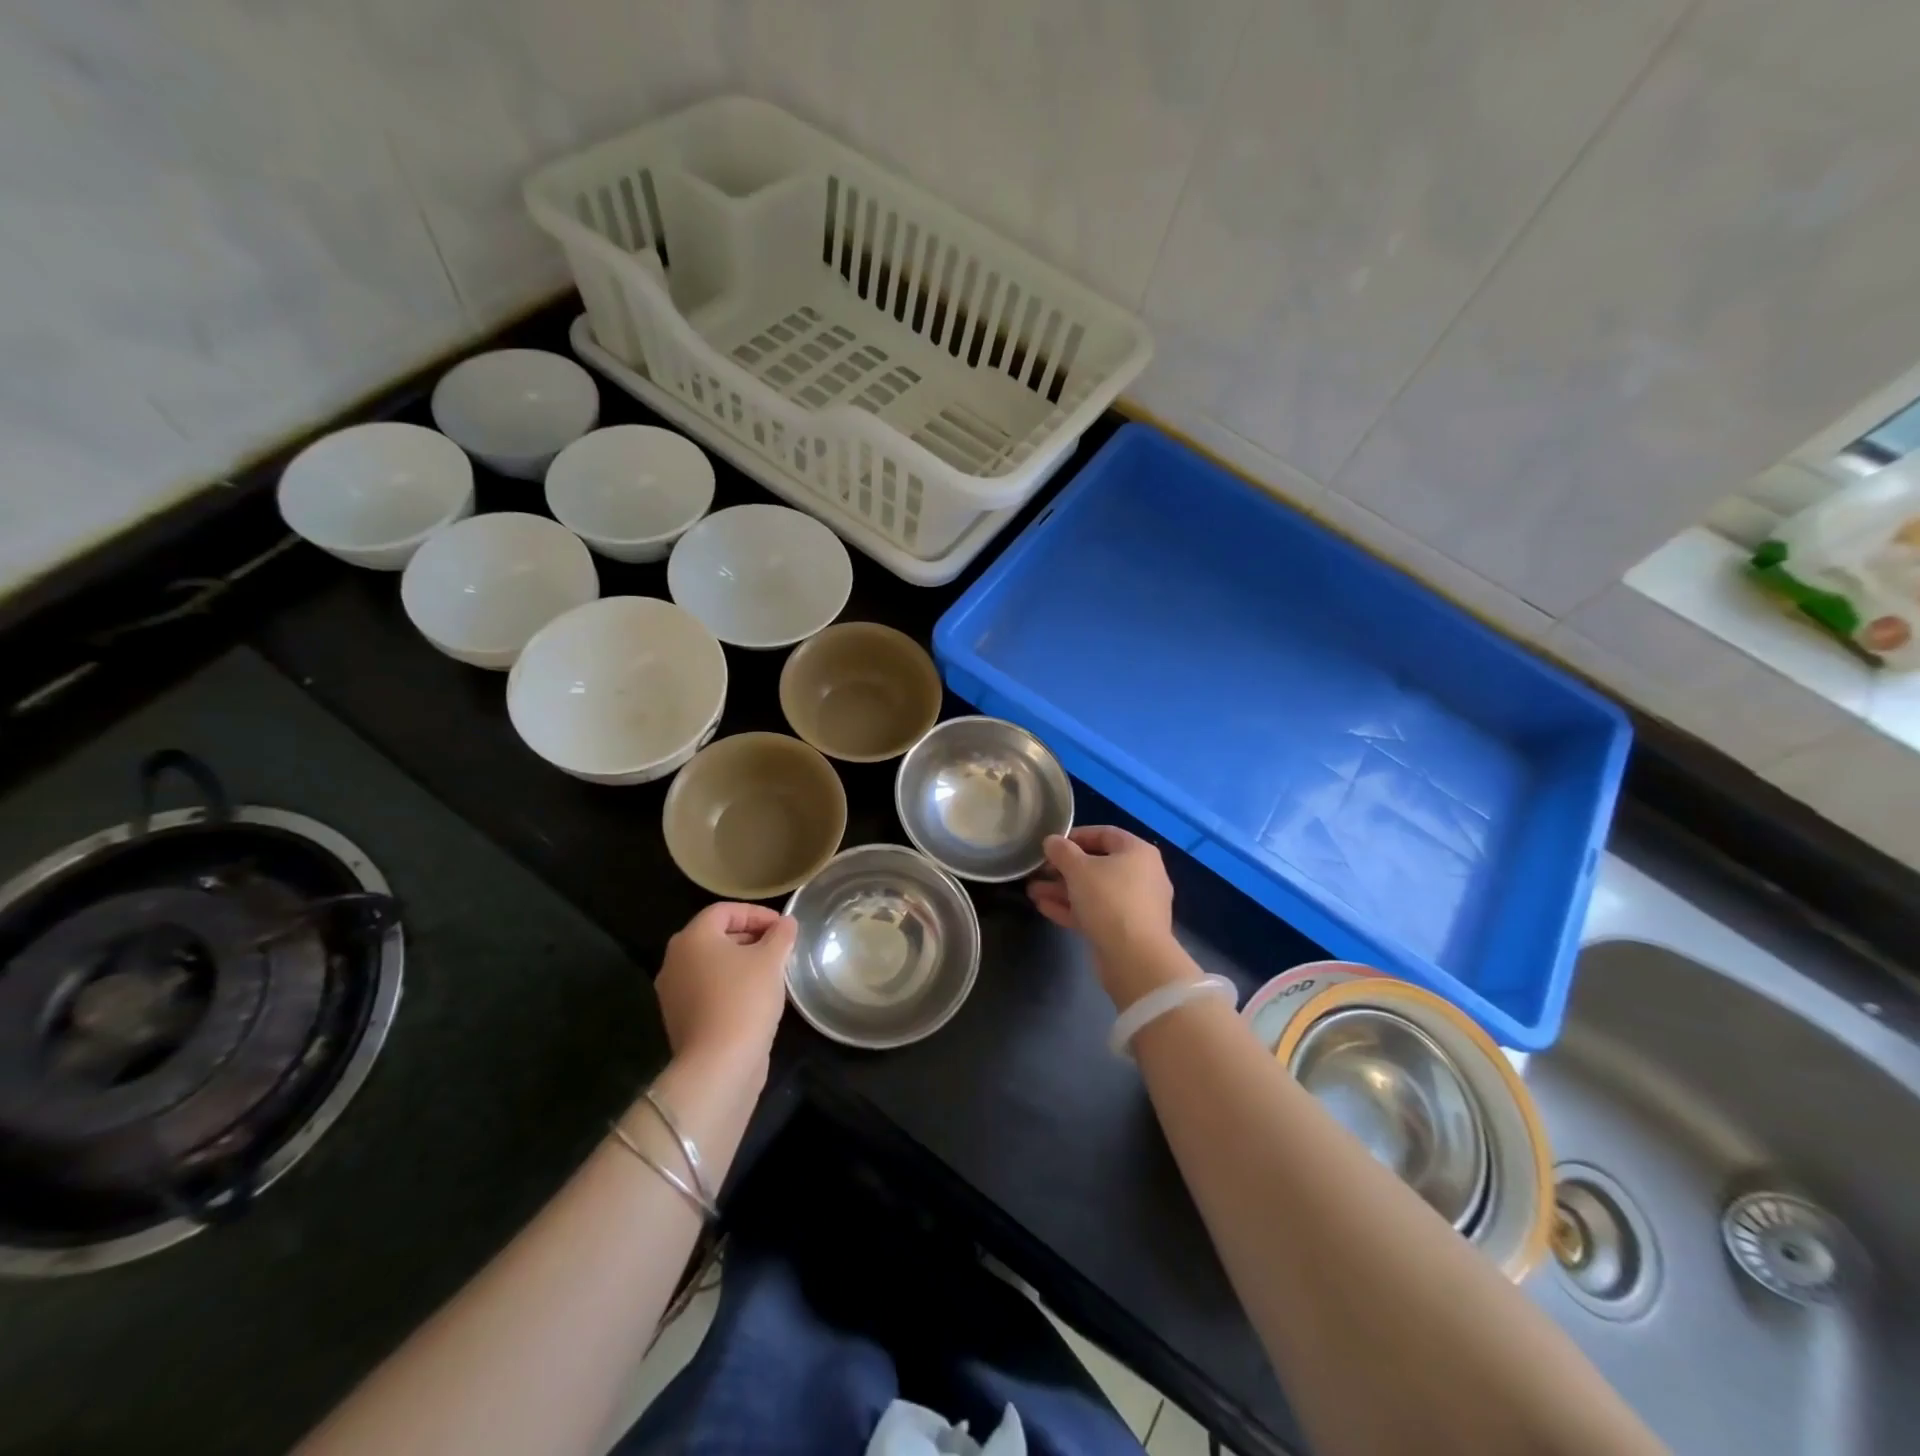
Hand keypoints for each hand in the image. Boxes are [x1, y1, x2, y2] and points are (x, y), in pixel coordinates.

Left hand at [655, 903, 797, 1070]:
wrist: (718, 1065)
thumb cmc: (744, 999)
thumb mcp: (772, 960)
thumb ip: (781, 935)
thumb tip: (786, 923)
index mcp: (692, 938)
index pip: (725, 910)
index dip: (757, 913)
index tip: (783, 927)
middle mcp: (675, 961)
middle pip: (716, 936)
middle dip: (750, 937)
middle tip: (780, 947)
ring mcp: (674, 992)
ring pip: (712, 965)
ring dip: (742, 962)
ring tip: (772, 972)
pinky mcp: (681, 1019)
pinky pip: (708, 989)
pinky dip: (731, 985)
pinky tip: (757, 998)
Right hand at [1028, 825, 1176, 962]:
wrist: (1135, 958)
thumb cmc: (1109, 900)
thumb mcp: (1078, 869)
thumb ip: (1062, 851)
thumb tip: (1052, 841)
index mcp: (1137, 852)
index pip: (1105, 834)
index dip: (1075, 836)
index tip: (1051, 844)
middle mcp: (1142, 875)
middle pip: (1098, 865)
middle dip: (1064, 868)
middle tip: (1038, 871)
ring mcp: (1135, 905)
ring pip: (1094, 891)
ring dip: (1063, 890)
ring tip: (1032, 891)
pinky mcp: (1126, 931)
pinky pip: (1097, 912)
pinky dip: (1072, 908)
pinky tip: (1044, 907)